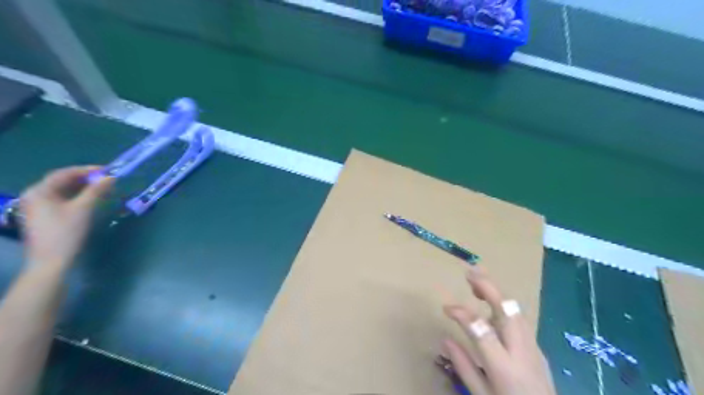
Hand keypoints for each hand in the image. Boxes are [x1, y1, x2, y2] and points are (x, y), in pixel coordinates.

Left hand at [20, 166, 114, 268]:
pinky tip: (90, 199)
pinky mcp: (43, 216)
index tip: (107, 170)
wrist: (51, 261)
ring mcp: (37, 206)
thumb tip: (111, 177)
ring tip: (102, 188)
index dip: (87, 170)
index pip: (64, 173)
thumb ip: (96, 190)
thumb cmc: (66, 232)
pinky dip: (77, 197)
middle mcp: (34, 195)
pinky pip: (62, 200)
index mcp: (39, 191)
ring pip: (63, 191)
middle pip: (62, 181)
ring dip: (83, 188)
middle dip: (85, 179)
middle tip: (106, 179)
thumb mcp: (83, 209)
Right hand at [439, 265, 555, 394]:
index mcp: (504, 368)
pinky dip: (503, 305)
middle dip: (488, 287)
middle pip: (508, 311)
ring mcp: (534, 348)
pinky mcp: (538, 348)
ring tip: (477, 280)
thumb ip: (464, 366)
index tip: (447, 308)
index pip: (481, 330)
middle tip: (469, 273)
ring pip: (516, 310)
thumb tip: (446, 339)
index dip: (463, 314)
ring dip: (497, 291)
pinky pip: (520, 319)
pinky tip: (491, 304)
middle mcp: (522, 352)